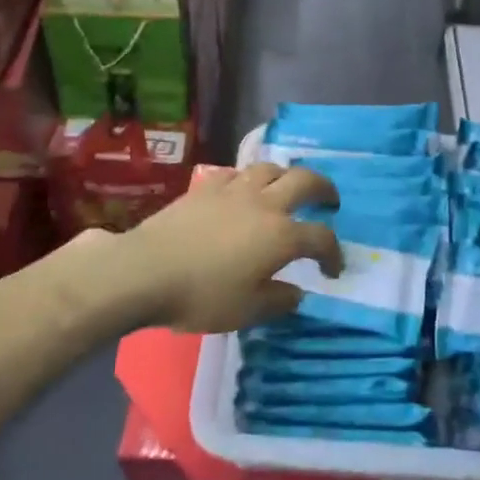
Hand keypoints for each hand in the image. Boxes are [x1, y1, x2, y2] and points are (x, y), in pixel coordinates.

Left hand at [119, 163, 343, 332]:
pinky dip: (249, 179)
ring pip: (270, 168)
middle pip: (305, 182)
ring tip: (287, 188)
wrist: (146, 271)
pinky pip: (237, 173)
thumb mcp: (247, 311)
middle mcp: (264, 204)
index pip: (321, 238)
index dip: (333, 254)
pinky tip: (243, 190)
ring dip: (286, 176)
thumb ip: (278, 301)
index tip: (333, 270)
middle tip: (329, 201)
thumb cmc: (202, 296)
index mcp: (281, 236)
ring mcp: (234, 190)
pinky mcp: (206, 187)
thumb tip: (296, 292)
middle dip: (324, 189)